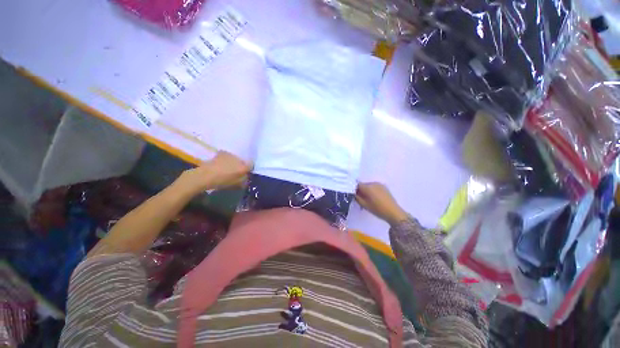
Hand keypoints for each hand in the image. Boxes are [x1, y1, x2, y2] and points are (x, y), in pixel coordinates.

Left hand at [179, 151, 251, 192]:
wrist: (205, 176)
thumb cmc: (222, 181)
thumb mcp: (236, 184)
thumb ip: (244, 180)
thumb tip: (246, 177)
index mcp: (243, 167)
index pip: (251, 165)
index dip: (249, 169)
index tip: (246, 172)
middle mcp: (239, 159)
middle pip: (243, 161)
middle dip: (241, 165)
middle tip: (237, 171)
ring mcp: (230, 155)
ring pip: (236, 158)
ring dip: (234, 162)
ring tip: (228, 167)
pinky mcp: (222, 153)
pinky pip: (228, 156)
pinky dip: (227, 159)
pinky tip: (222, 164)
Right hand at [356, 182, 407, 224]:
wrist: (393, 212)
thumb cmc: (377, 209)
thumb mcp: (364, 205)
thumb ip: (357, 197)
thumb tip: (353, 193)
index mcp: (368, 187)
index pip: (357, 184)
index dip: (354, 189)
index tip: (354, 195)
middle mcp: (373, 183)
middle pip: (363, 184)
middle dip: (361, 190)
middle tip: (360, 198)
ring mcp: (379, 184)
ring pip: (369, 185)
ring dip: (366, 190)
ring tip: (368, 199)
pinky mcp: (384, 187)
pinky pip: (374, 187)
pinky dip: (372, 190)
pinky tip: (374, 198)